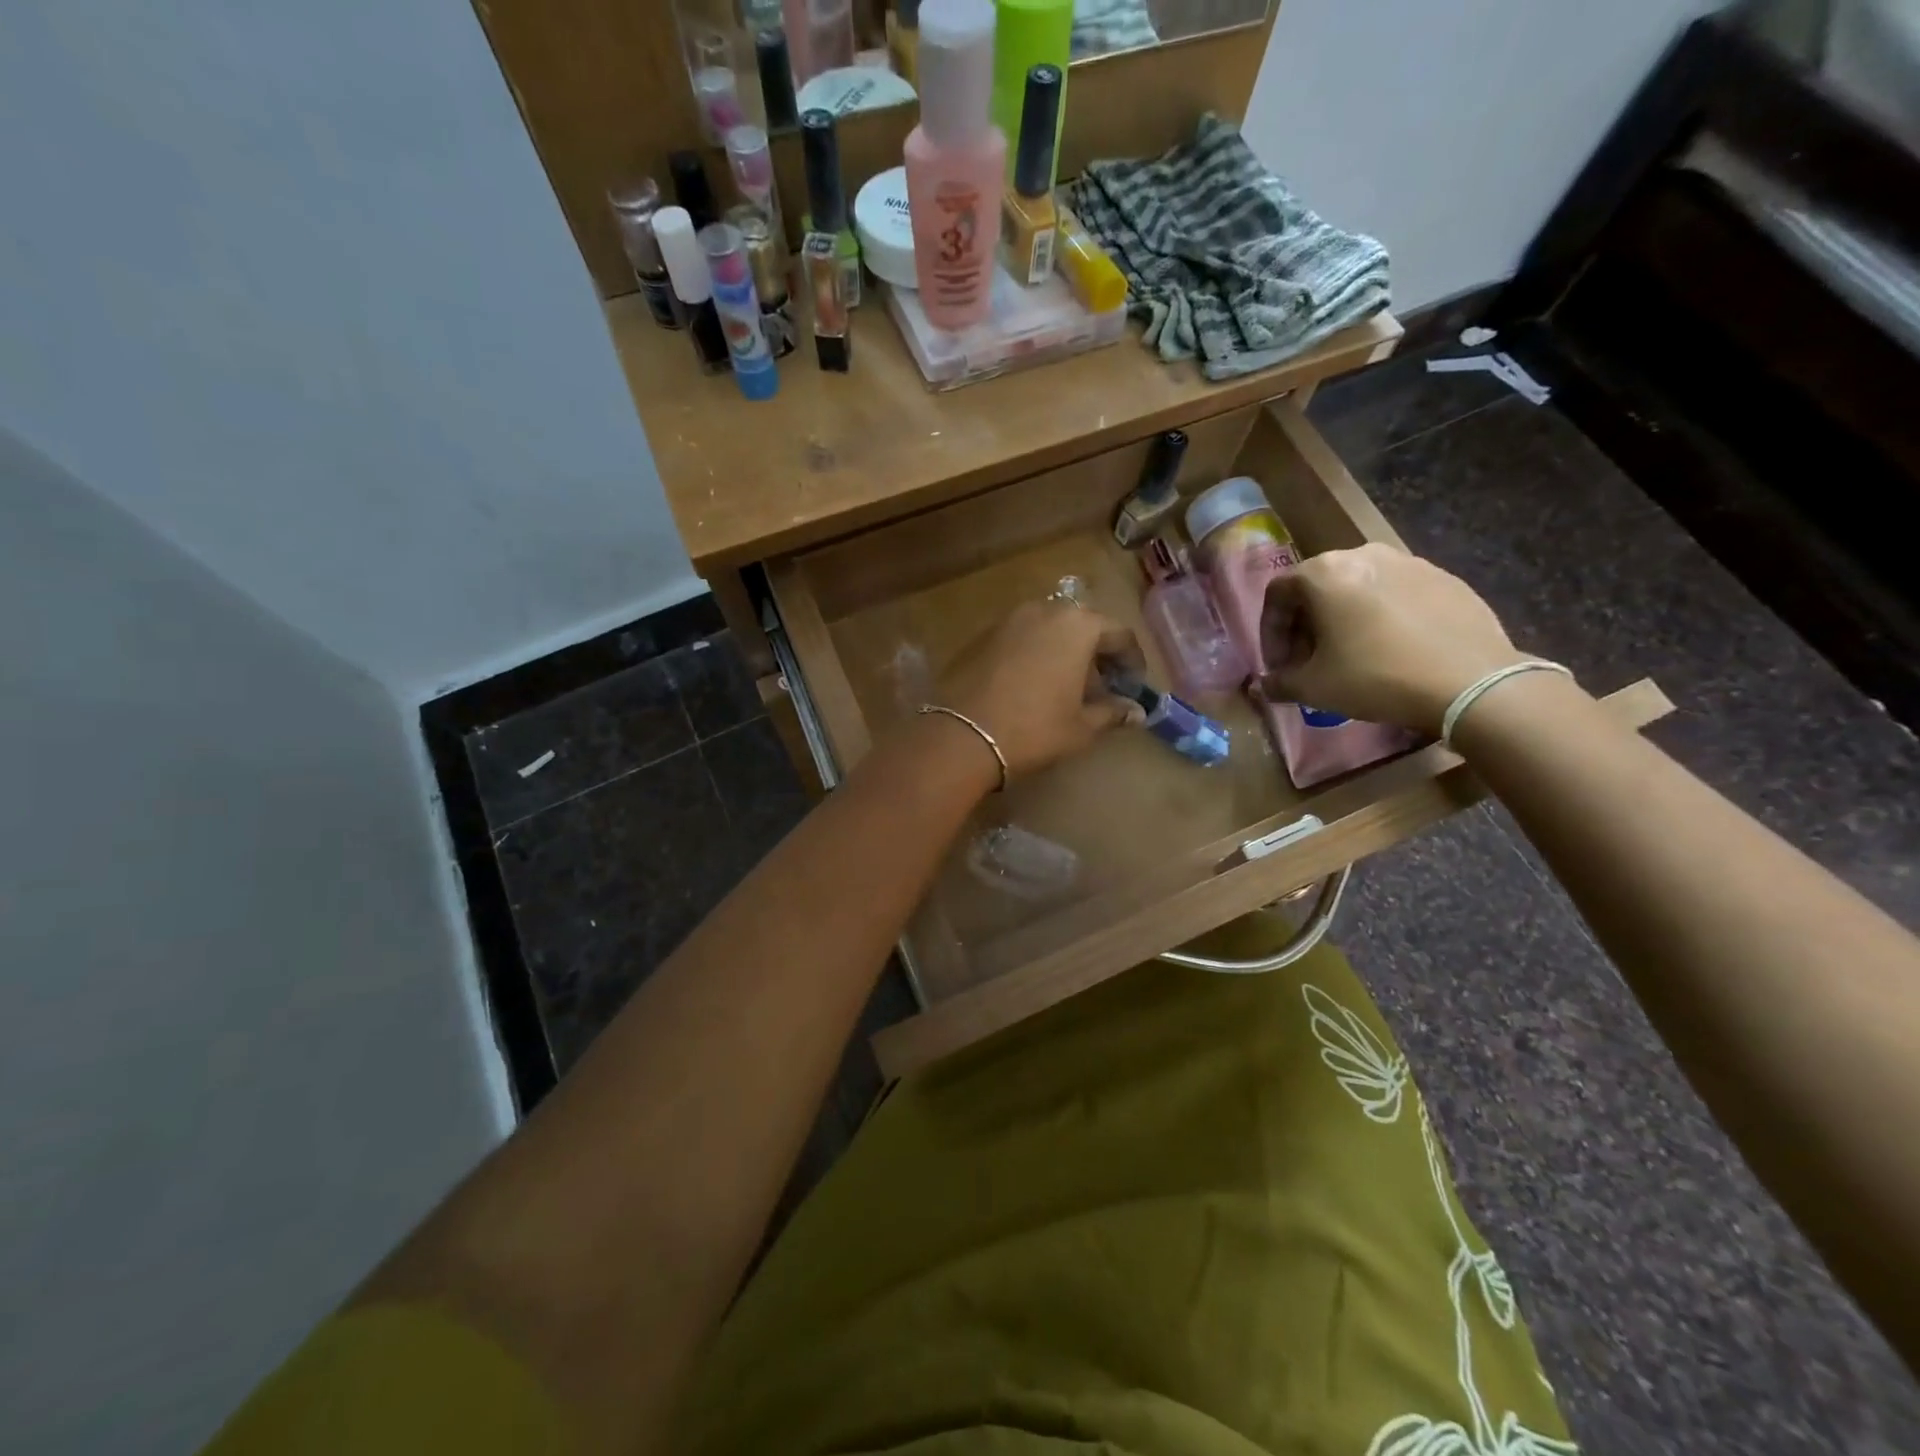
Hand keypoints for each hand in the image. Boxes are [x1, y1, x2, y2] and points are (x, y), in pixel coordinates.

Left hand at [937, 601, 1143, 778]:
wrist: (962, 736)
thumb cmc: (1034, 729)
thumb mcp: (1082, 727)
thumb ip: (1112, 713)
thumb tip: (1136, 712)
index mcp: (1078, 625)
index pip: (1119, 634)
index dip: (1132, 661)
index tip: (1133, 686)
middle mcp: (1044, 611)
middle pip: (1083, 626)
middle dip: (1097, 654)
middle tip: (1101, 688)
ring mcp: (1009, 620)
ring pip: (1050, 630)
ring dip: (1064, 652)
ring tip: (1067, 688)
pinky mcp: (982, 636)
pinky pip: (1022, 638)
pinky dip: (1036, 654)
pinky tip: (1033, 685)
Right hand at [1259, 544, 1526, 734]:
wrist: (1470, 682)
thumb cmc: (1375, 677)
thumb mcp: (1314, 688)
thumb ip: (1280, 683)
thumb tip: (1264, 686)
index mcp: (1325, 572)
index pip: (1277, 593)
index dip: (1270, 632)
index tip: (1279, 665)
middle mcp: (1364, 554)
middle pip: (1318, 588)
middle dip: (1306, 626)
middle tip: (1310, 662)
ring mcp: (1410, 562)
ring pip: (1358, 589)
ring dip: (1343, 620)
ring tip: (1350, 656)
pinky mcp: (1446, 578)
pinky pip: (1397, 595)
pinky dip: (1382, 618)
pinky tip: (1392, 651)